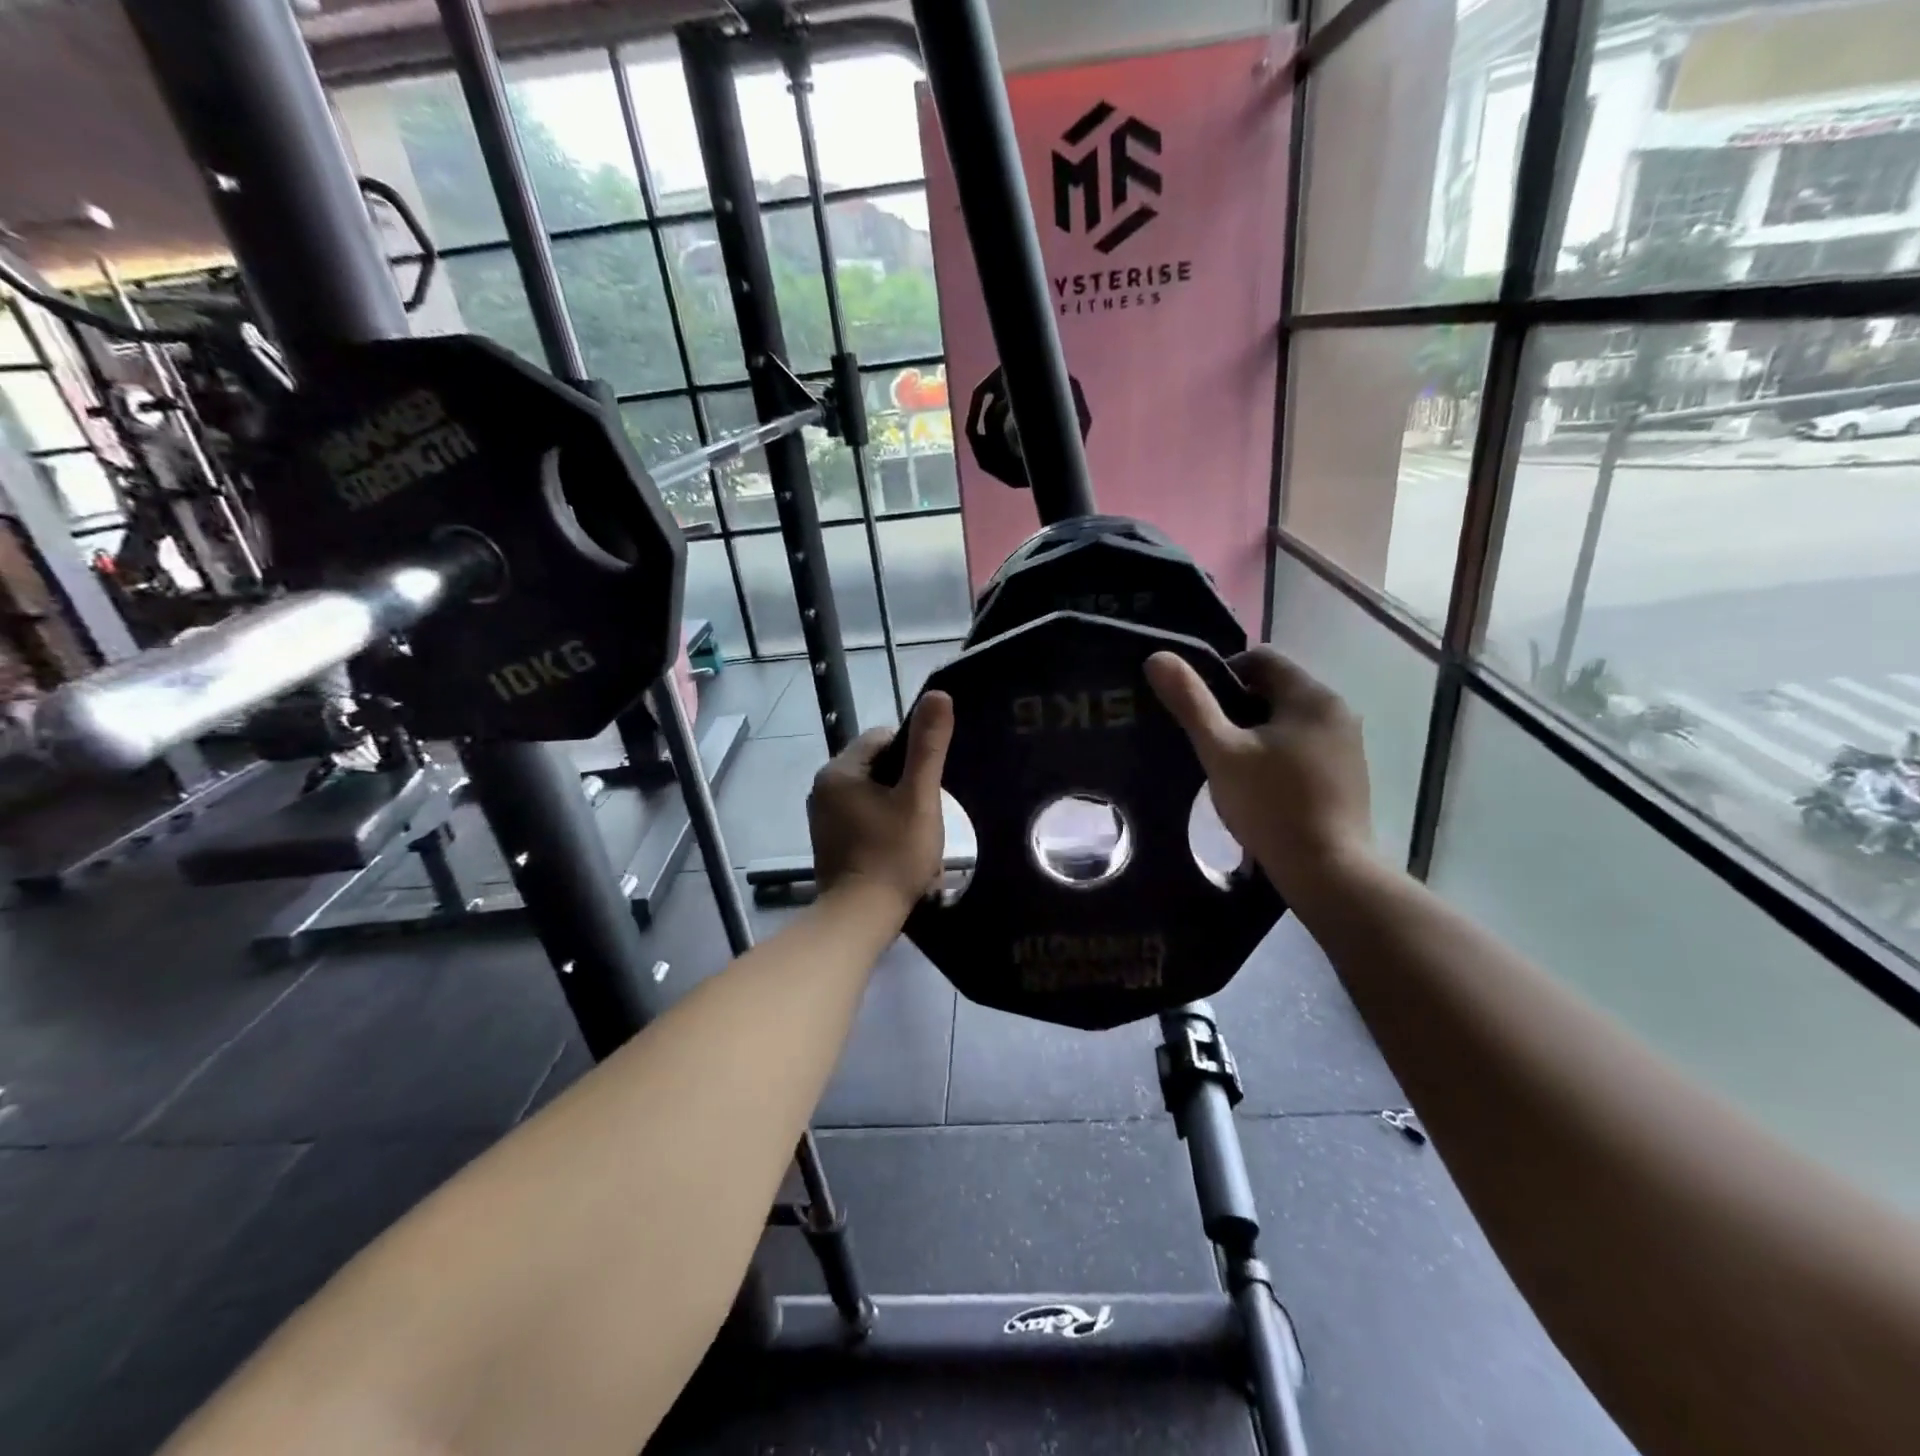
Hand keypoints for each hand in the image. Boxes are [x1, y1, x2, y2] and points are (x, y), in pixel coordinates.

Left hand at [808, 691, 955, 911]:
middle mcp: (823, 788)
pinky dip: (882, 825)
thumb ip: (928, 746)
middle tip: (927, 811)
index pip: (883, 738)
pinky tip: (897, 848)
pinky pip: (862, 817)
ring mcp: (822, 817)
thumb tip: (938, 694)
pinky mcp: (828, 841)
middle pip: (877, 766)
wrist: (860, 918)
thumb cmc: (893, 855)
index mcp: (839, 771)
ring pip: (871, 793)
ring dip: (896, 806)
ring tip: (916, 833)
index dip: (914, 754)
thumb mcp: (918, 797)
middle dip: (906, 783)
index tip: (931, 783)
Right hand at [1144, 647, 1371, 903]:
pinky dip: (1279, 754)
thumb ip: (1191, 703)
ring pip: (1288, 720)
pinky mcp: (1349, 774)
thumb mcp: (1220, 751)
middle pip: (1275, 689)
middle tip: (1210, 742)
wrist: (1327, 872)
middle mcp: (1338, 711)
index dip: (1222, 674)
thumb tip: (1157, 657)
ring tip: (1231, 767)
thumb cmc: (1270, 805)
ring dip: (1257, 733)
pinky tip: (1261, 787)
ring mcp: (1348, 744)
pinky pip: (1304, 746)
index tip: (1199, 710)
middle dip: (1238, 708)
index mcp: (1311, 696)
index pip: (1260, 658)